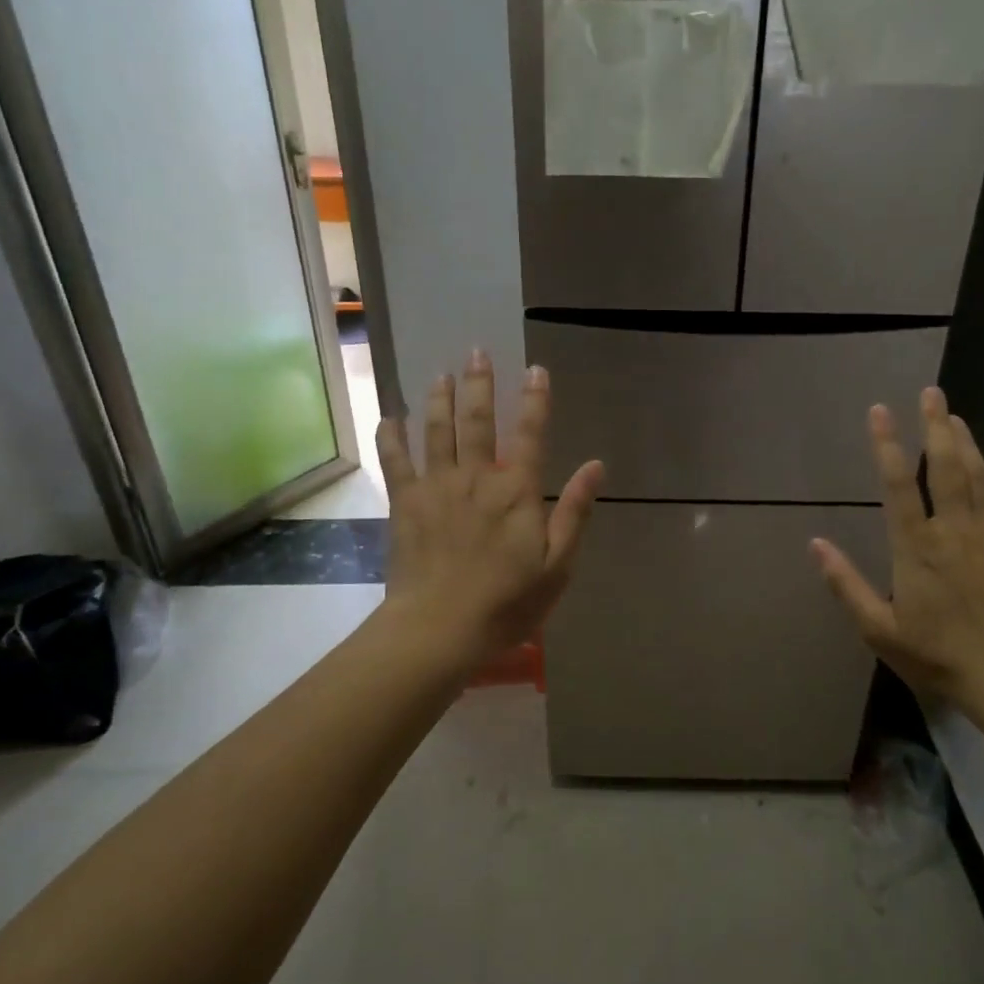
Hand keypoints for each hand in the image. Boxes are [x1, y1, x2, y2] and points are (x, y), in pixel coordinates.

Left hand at [377, 349, 604, 670]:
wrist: (439, 629)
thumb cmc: (506, 602)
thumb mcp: (557, 565)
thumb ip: (575, 512)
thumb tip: (595, 466)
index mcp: (516, 491)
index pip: (531, 434)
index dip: (535, 400)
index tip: (536, 371)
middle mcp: (476, 477)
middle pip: (478, 422)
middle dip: (479, 385)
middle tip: (476, 353)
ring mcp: (437, 487)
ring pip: (437, 431)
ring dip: (440, 399)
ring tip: (441, 375)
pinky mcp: (406, 503)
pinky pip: (395, 461)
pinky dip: (391, 437)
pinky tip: (388, 417)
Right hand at [811, 387, 983, 715]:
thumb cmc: (941, 656)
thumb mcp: (880, 630)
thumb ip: (846, 584)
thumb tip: (815, 544)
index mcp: (917, 547)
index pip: (898, 484)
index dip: (887, 445)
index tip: (879, 411)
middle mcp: (956, 529)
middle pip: (946, 466)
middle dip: (935, 425)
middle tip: (931, 393)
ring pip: (980, 475)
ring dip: (966, 442)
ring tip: (955, 416)